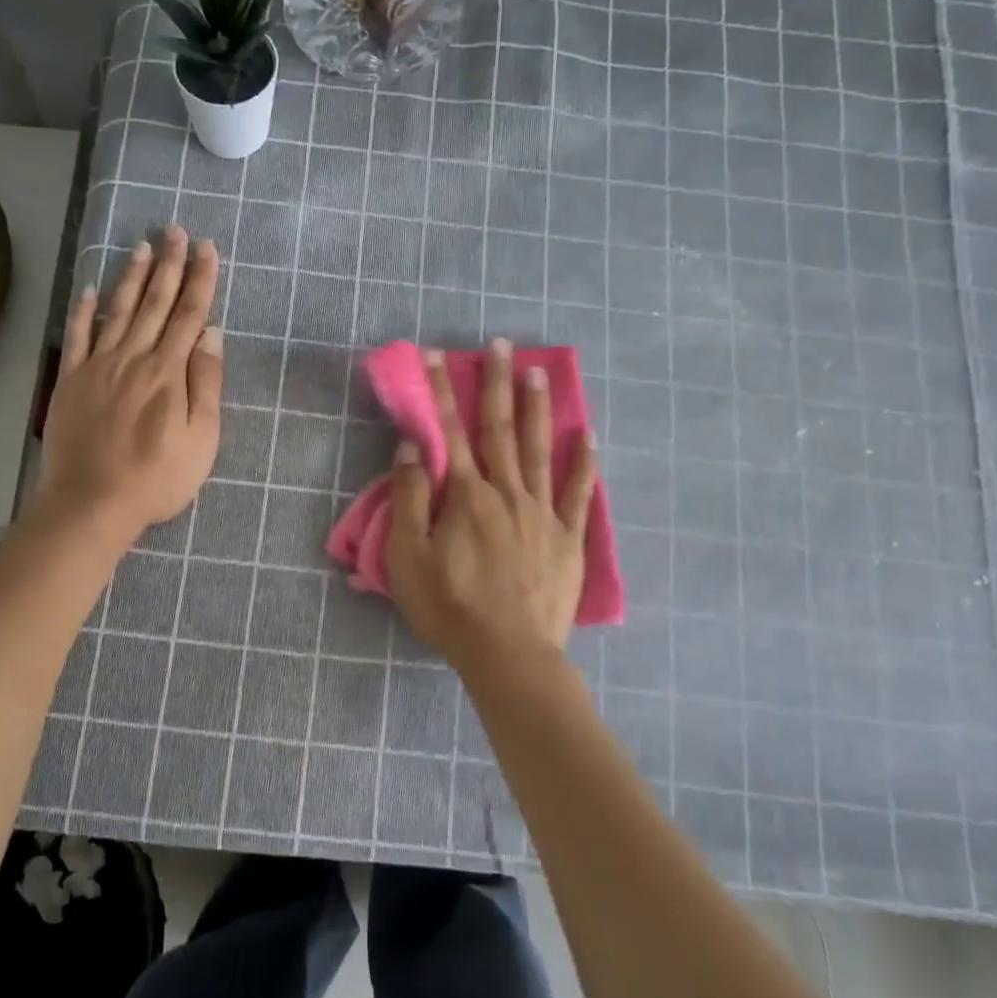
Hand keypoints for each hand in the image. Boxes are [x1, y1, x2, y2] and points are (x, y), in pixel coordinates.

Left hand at [39, 225, 222, 535]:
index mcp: (169, 372)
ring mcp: (98, 366)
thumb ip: (206, 384)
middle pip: (156, 303)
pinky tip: (90, 289)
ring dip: (133, 277)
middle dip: (169, 265)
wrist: (92, 502)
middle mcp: (134, 357)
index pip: (190, 315)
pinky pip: (78, 336)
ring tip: (142, 246)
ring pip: (119, 310)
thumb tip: (211, 334)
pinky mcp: (71, 380)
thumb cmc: (157, 477)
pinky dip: (84, 311)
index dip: (201, 280)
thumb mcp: (201, 439)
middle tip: (176, 230)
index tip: (207, 249)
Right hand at [386, 340, 597, 662]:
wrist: (508, 654)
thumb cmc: (450, 607)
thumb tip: (413, 447)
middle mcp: (507, 492)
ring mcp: (542, 512)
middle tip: (501, 343)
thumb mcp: (408, 557)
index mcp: (466, 495)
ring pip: (540, 449)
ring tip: (538, 371)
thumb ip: (410, 498)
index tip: (437, 354)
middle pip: (500, 428)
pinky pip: (578, 492)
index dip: (442, 390)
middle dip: (496, 383)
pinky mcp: (567, 537)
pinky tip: (587, 435)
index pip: (450, 431)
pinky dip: (584, 462)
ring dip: (537, 408)